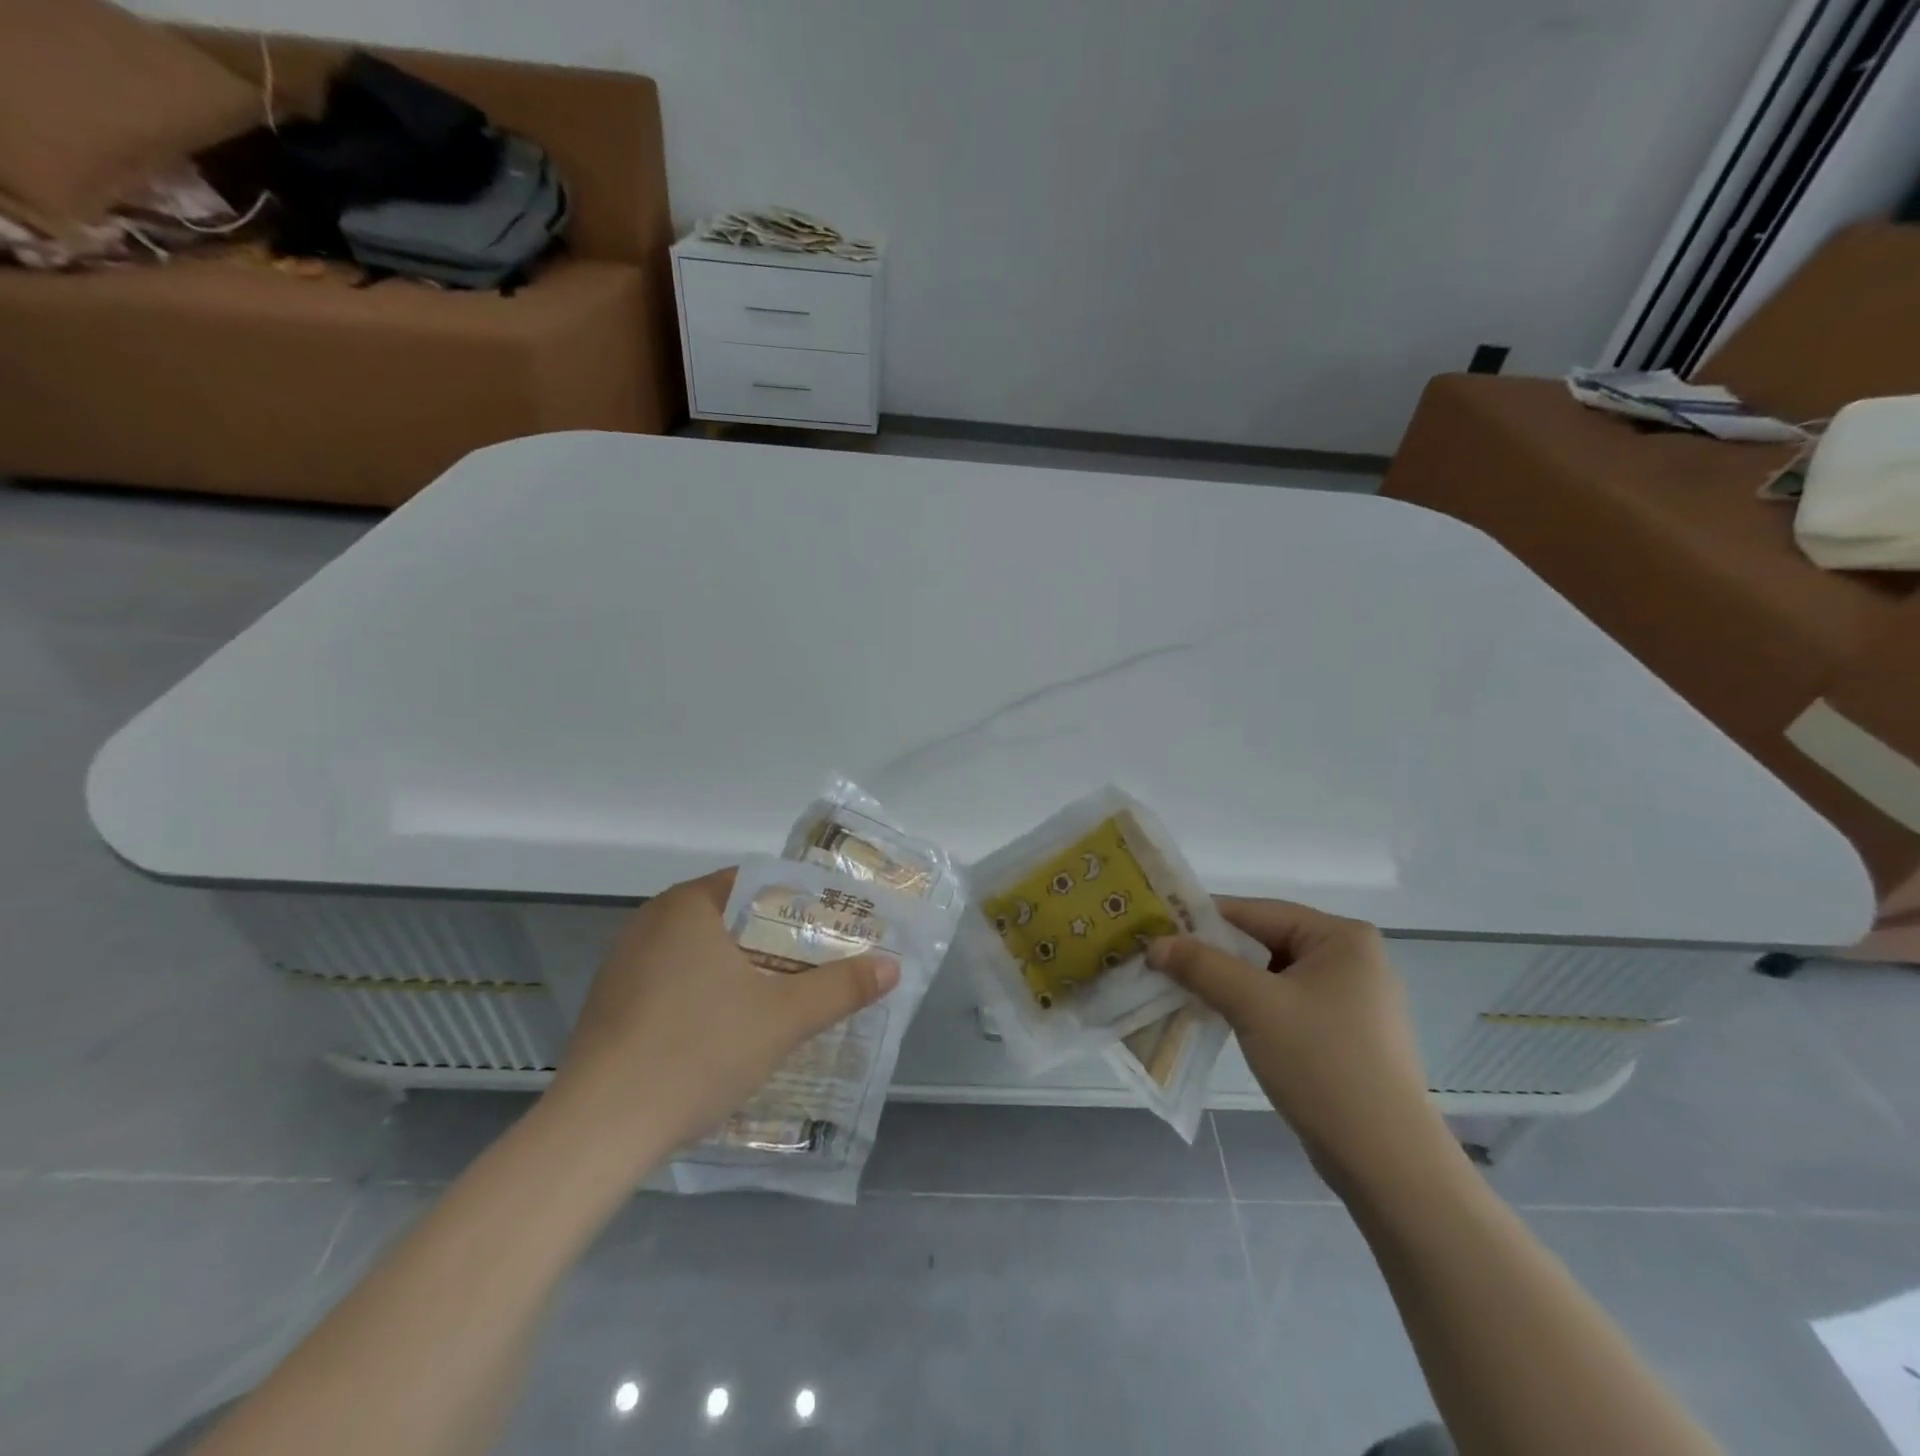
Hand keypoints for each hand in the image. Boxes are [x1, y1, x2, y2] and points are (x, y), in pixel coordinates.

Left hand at [543, 868, 899, 1171]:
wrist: (599, 1130)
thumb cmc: (698, 1050)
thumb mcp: (784, 1018)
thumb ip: (842, 987)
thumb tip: (892, 966)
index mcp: (688, 905)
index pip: (758, 883)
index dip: (801, 903)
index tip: (832, 929)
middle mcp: (651, 923)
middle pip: (732, 919)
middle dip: (777, 941)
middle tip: (818, 965)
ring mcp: (624, 965)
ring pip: (702, 954)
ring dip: (742, 971)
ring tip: (783, 998)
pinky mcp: (610, 1006)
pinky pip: (674, 984)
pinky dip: (707, 995)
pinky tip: (727, 1032)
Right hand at [1148, 899, 1454, 1193]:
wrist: (1385, 1161)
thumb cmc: (1323, 1063)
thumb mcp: (1253, 1005)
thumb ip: (1201, 965)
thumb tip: (1156, 943)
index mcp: (1341, 937)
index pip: (1256, 912)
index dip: (1203, 919)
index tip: (1158, 928)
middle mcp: (1351, 958)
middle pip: (1264, 942)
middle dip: (1213, 954)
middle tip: (1162, 961)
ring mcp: (1350, 999)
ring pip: (1271, 976)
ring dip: (1227, 983)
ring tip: (1180, 990)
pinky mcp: (1343, 1034)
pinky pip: (1284, 1004)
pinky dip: (1250, 1008)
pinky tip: (1217, 1018)